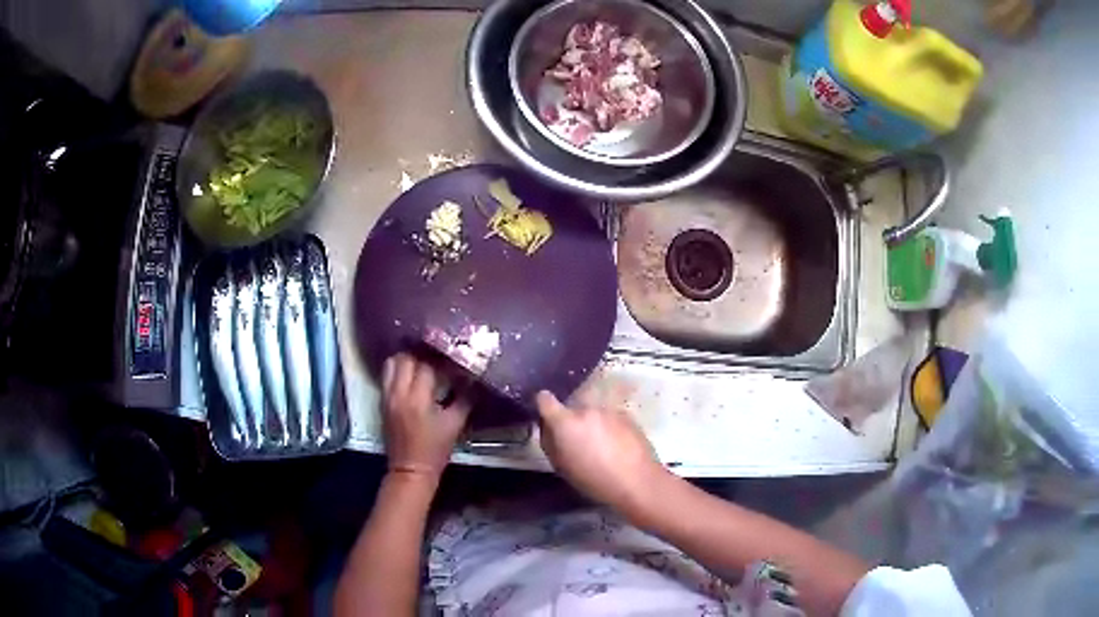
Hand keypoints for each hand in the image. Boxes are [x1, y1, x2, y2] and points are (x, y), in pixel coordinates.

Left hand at [380, 354, 470, 479]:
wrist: (410, 470)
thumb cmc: (435, 449)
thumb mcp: (455, 424)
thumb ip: (465, 398)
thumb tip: (473, 379)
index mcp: (418, 398)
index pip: (427, 365)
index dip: (442, 360)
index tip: (454, 358)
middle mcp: (398, 392)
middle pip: (406, 358)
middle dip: (422, 354)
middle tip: (437, 356)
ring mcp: (387, 396)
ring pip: (392, 363)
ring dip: (407, 359)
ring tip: (422, 362)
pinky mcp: (382, 401)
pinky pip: (387, 375)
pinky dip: (398, 369)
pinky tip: (412, 374)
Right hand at [536, 391, 668, 513]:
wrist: (637, 480)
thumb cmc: (594, 480)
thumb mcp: (561, 467)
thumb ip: (550, 442)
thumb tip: (548, 429)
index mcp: (565, 422)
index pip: (545, 399)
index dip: (544, 406)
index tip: (547, 416)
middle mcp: (586, 409)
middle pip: (572, 409)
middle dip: (572, 422)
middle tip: (579, 443)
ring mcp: (609, 410)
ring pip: (593, 414)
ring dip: (592, 425)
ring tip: (601, 448)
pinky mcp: (627, 415)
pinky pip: (610, 419)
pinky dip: (609, 428)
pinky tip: (617, 447)